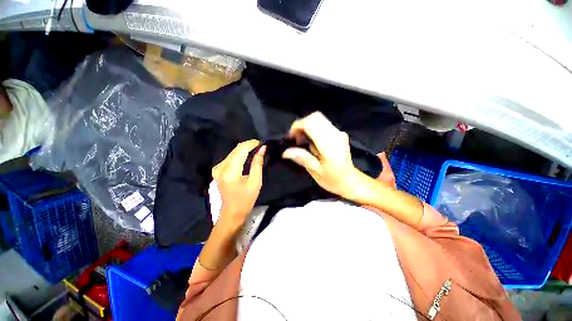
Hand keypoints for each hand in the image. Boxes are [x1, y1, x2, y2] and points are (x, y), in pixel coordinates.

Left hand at [212, 140, 265, 226]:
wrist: (232, 212)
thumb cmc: (246, 199)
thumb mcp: (255, 182)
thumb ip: (257, 163)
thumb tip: (262, 149)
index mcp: (230, 171)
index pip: (241, 150)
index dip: (251, 144)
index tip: (261, 143)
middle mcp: (220, 167)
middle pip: (236, 150)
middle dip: (249, 146)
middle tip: (260, 147)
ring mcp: (217, 168)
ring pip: (233, 152)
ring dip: (244, 150)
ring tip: (256, 151)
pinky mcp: (217, 170)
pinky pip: (230, 158)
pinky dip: (239, 155)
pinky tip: (247, 157)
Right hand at [282, 112, 360, 197]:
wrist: (350, 180)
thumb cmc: (333, 179)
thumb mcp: (316, 172)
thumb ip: (302, 159)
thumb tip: (285, 152)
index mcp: (329, 145)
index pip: (311, 123)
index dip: (298, 126)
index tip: (291, 137)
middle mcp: (335, 134)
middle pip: (315, 117)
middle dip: (301, 125)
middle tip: (297, 139)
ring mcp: (339, 132)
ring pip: (319, 119)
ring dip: (307, 126)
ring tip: (302, 141)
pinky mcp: (339, 133)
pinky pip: (323, 124)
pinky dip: (313, 128)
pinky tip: (311, 141)